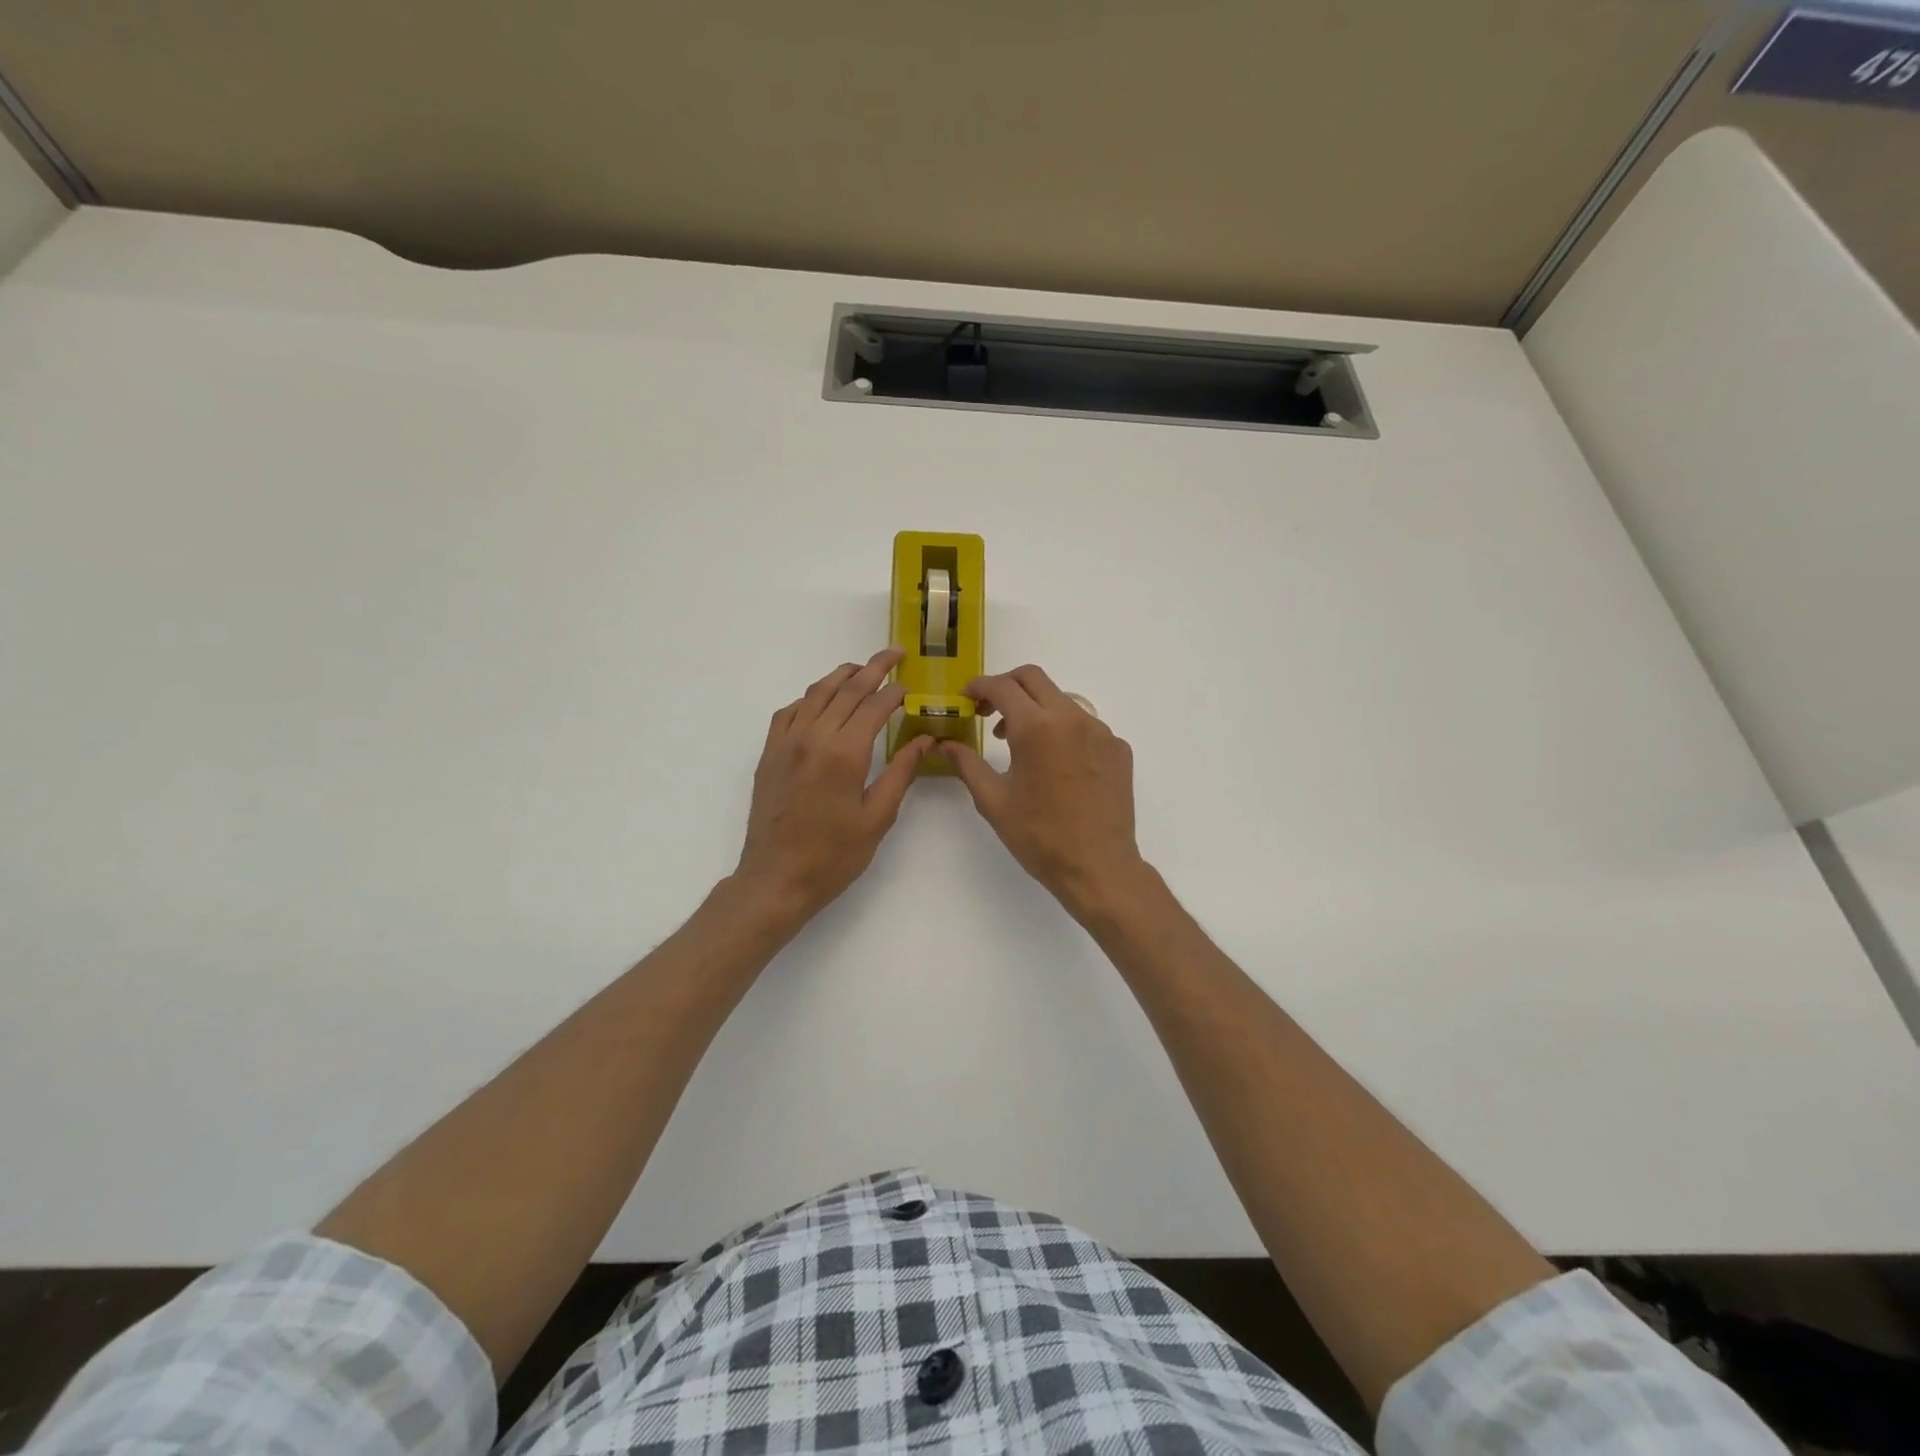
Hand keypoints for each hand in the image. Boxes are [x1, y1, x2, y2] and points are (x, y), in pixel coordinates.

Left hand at [735, 648, 932, 921]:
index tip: (911, 686)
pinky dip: (810, 698)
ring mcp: (786, 743)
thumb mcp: (877, 817)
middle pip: (846, 689)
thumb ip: (901, 772)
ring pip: (816, 693)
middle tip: (895, 654)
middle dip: (874, 668)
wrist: (776, 879)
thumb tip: (924, 740)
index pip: (875, 706)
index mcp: (845, 754)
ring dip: (841, 676)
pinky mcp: (769, 754)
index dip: (895, 692)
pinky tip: (821, 702)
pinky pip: (789, 711)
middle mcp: (813, 738)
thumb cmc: (833, 856)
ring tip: (861, 669)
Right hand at [940, 665, 1148, 919]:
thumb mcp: (993, 801)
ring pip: (1062, 700)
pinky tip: (1056, 764)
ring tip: (1021, 744)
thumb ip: (967, 764)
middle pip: (1034, 679)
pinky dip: (1063, 731)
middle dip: (1006, 687)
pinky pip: (1085, 725)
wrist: (1099, 867)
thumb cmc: (1039, 837)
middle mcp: (1072, 718)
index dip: (979, 687)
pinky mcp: (1118, 748)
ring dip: (1036, 709)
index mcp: (1036, 728)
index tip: (966, 698)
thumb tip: (945, 744)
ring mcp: (1101, 731)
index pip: (1002, 687)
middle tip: (989, 713)